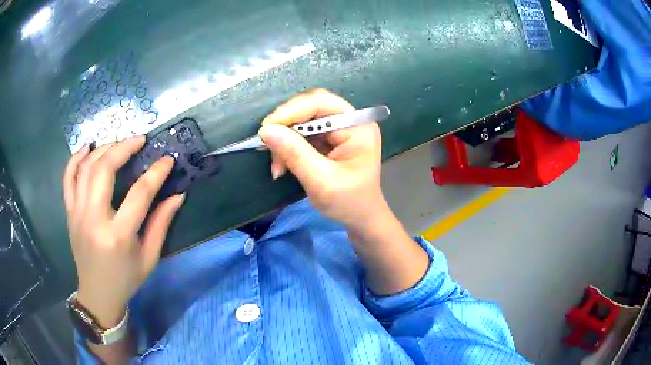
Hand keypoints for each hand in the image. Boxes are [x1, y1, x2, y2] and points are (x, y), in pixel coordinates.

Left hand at [62, 137, 184, 327]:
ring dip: (103, 149)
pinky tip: (87, 148)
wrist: (97, 294)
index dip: (156, 173)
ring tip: (118, 143)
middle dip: (123, 147)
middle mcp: (94, 219)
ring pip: (86, 168)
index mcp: (118, 235)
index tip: (167, 159)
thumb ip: (162, 224)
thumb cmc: (126, 279)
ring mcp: (77, 213)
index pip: (139, 193)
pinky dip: (76, 158)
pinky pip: (68, 178)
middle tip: (139, 141)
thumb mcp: (149, 257)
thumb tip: (178, 195)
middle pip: (104, 170)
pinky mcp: (69, 212)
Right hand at [258, 89, 385, 230]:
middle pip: (311, 106)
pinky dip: (288, 146)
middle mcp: (350, 121)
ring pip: (303, 119)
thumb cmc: (348, 202)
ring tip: (277, 165)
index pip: (321, 103)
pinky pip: (302, 132)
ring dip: (284, 138)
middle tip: (267, 144)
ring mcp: (339, 128)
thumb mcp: (321, 181)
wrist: (360, 217)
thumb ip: (295, 154)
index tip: (267, 129)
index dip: (291, 110)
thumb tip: (266, 131)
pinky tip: (282, 164)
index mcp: (358, 127)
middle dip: (286, 124)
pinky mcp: (329, 138)